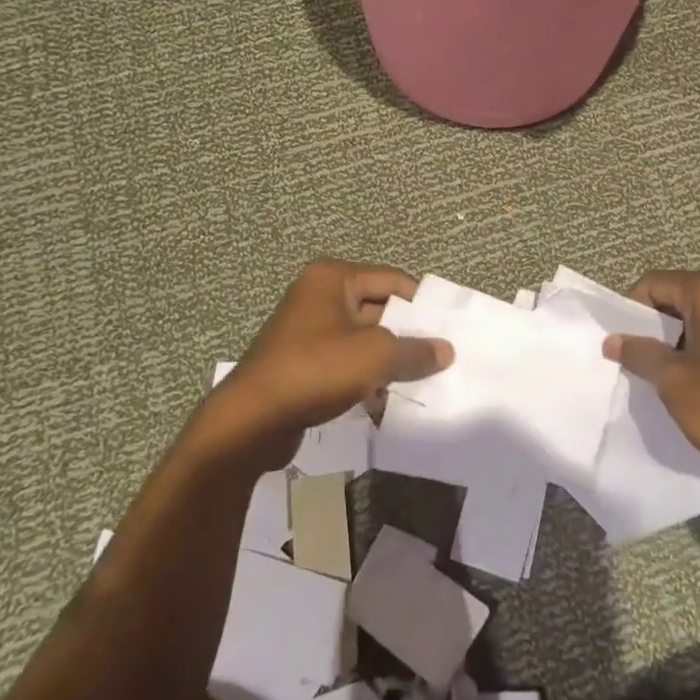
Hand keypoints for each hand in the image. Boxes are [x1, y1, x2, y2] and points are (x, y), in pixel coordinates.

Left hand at [195, 260, 453, 470]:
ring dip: (389, 363)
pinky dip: (366, 379)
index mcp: (333, 278)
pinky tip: (384, 405)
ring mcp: (308, 330)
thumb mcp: (376, 356)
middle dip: (407, 337)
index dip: (422, 305)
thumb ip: (415, 351)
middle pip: (379, 310)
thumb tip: (445, 350)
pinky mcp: (303, 363)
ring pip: (364, 341)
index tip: (449, 330)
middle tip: (440, 360)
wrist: (251, 421)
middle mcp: (319, 296)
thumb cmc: (316, 371)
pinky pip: (346, 364)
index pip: (393, 281)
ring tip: (419, 386)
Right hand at [603, 270, 699, 480]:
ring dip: (679, 338)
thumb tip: (613, 340)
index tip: (623, 346)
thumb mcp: (674, 382)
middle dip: (656, 327)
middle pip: (678, 295)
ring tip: (670, 375)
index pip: (654, 285)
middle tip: (642, 363)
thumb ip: (640, 354)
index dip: (630, 312)